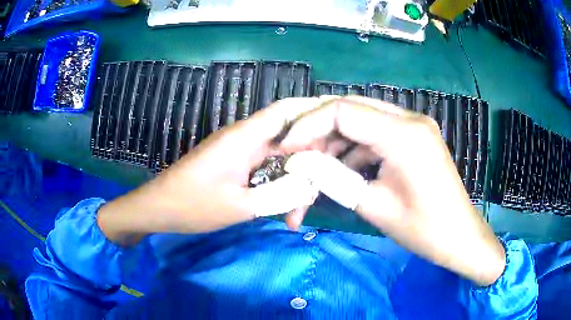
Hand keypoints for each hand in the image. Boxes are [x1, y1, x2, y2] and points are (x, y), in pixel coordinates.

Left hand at [97, 99, 323, 244]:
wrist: (159, 208)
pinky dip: (278, 188)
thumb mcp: (239, 207)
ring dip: (293, 183)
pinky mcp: (236, 166)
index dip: (314, 112)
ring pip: (279, 160)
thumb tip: (311, 187)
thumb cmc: (192, 205)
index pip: (286, 111)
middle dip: (309, 165)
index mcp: (244, 138)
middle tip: (316, 196)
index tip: (339, 127)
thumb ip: (279, 196)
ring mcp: (240, 153)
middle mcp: (245, 139)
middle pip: (289, 139)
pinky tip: (283, 212)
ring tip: (296, 217)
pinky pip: (266, 171)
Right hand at [279, 96, 505, 285]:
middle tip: (297, 155)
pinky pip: (376, 132)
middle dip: (318, 131)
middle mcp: (409, 118)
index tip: (286, 148)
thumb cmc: (423, 229)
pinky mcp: (414, 136)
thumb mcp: (373, 205)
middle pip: (350, 109)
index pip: (342, 110)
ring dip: (336, 141)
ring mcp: (414, 125)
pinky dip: (355, 148)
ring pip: (362, 120)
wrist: (460, 237)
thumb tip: (297, 161)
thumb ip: (332, 177)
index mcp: (403, 133)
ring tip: (317, 168)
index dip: (307, 125)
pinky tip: (344, 169)